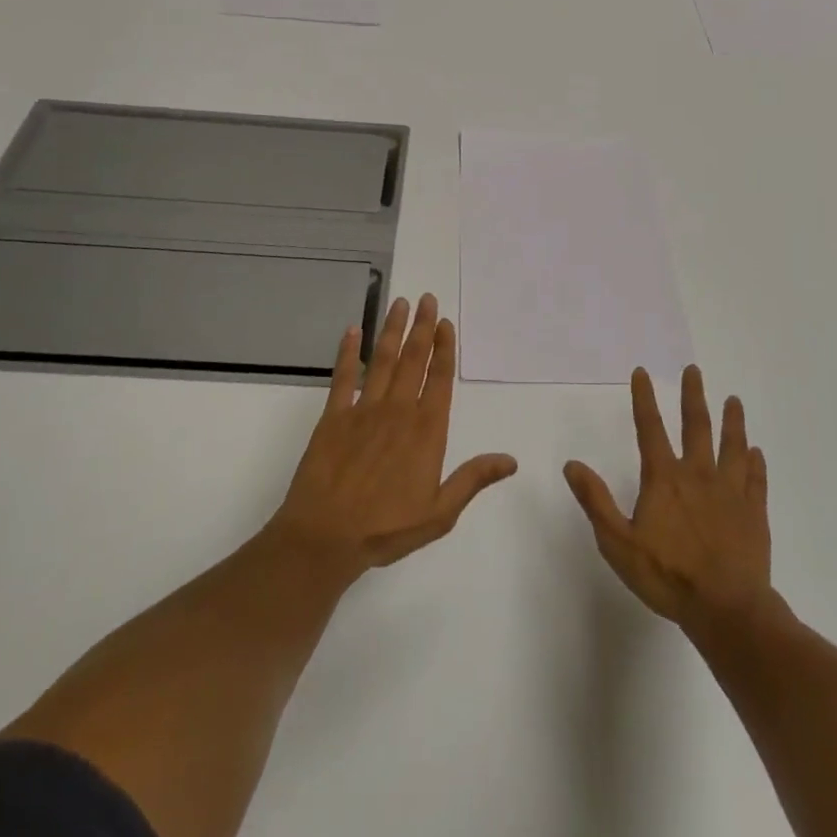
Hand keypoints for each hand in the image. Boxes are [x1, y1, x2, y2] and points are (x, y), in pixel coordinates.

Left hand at [269, 294, 517, 577]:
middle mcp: (398, 410)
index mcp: (426, 430)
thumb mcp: (440, 513)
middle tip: (427, 298)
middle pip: (413, 359)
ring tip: (400, 303)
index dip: (444, 348)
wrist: (325, 537)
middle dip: (422, 327)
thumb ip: (473, 479)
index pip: (439, 378)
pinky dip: (347, 352)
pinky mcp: (334, 416)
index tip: (446, 323)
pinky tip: (351, 331)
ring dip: (392, 329)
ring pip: (382, 359)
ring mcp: (364, 410)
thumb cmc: (386, 528)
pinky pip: (343, 377)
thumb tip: (511, 460)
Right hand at [564, 366, 771, 627]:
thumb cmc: (667, 576)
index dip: (644, 398)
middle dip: (693, 396)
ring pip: (732, 446)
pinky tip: (756, 452)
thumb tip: (572, 464)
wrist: (726, 609)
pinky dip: (756, 463)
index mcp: (664, 479)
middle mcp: (698, 475)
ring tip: (733, 400)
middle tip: (694, 370)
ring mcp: (730, 492)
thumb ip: (595, 501)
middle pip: (696, 426)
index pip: (650, 428)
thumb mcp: (618, 543)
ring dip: (732, 421)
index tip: (643, 372)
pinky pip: (755, 480)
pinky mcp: (753, 513)